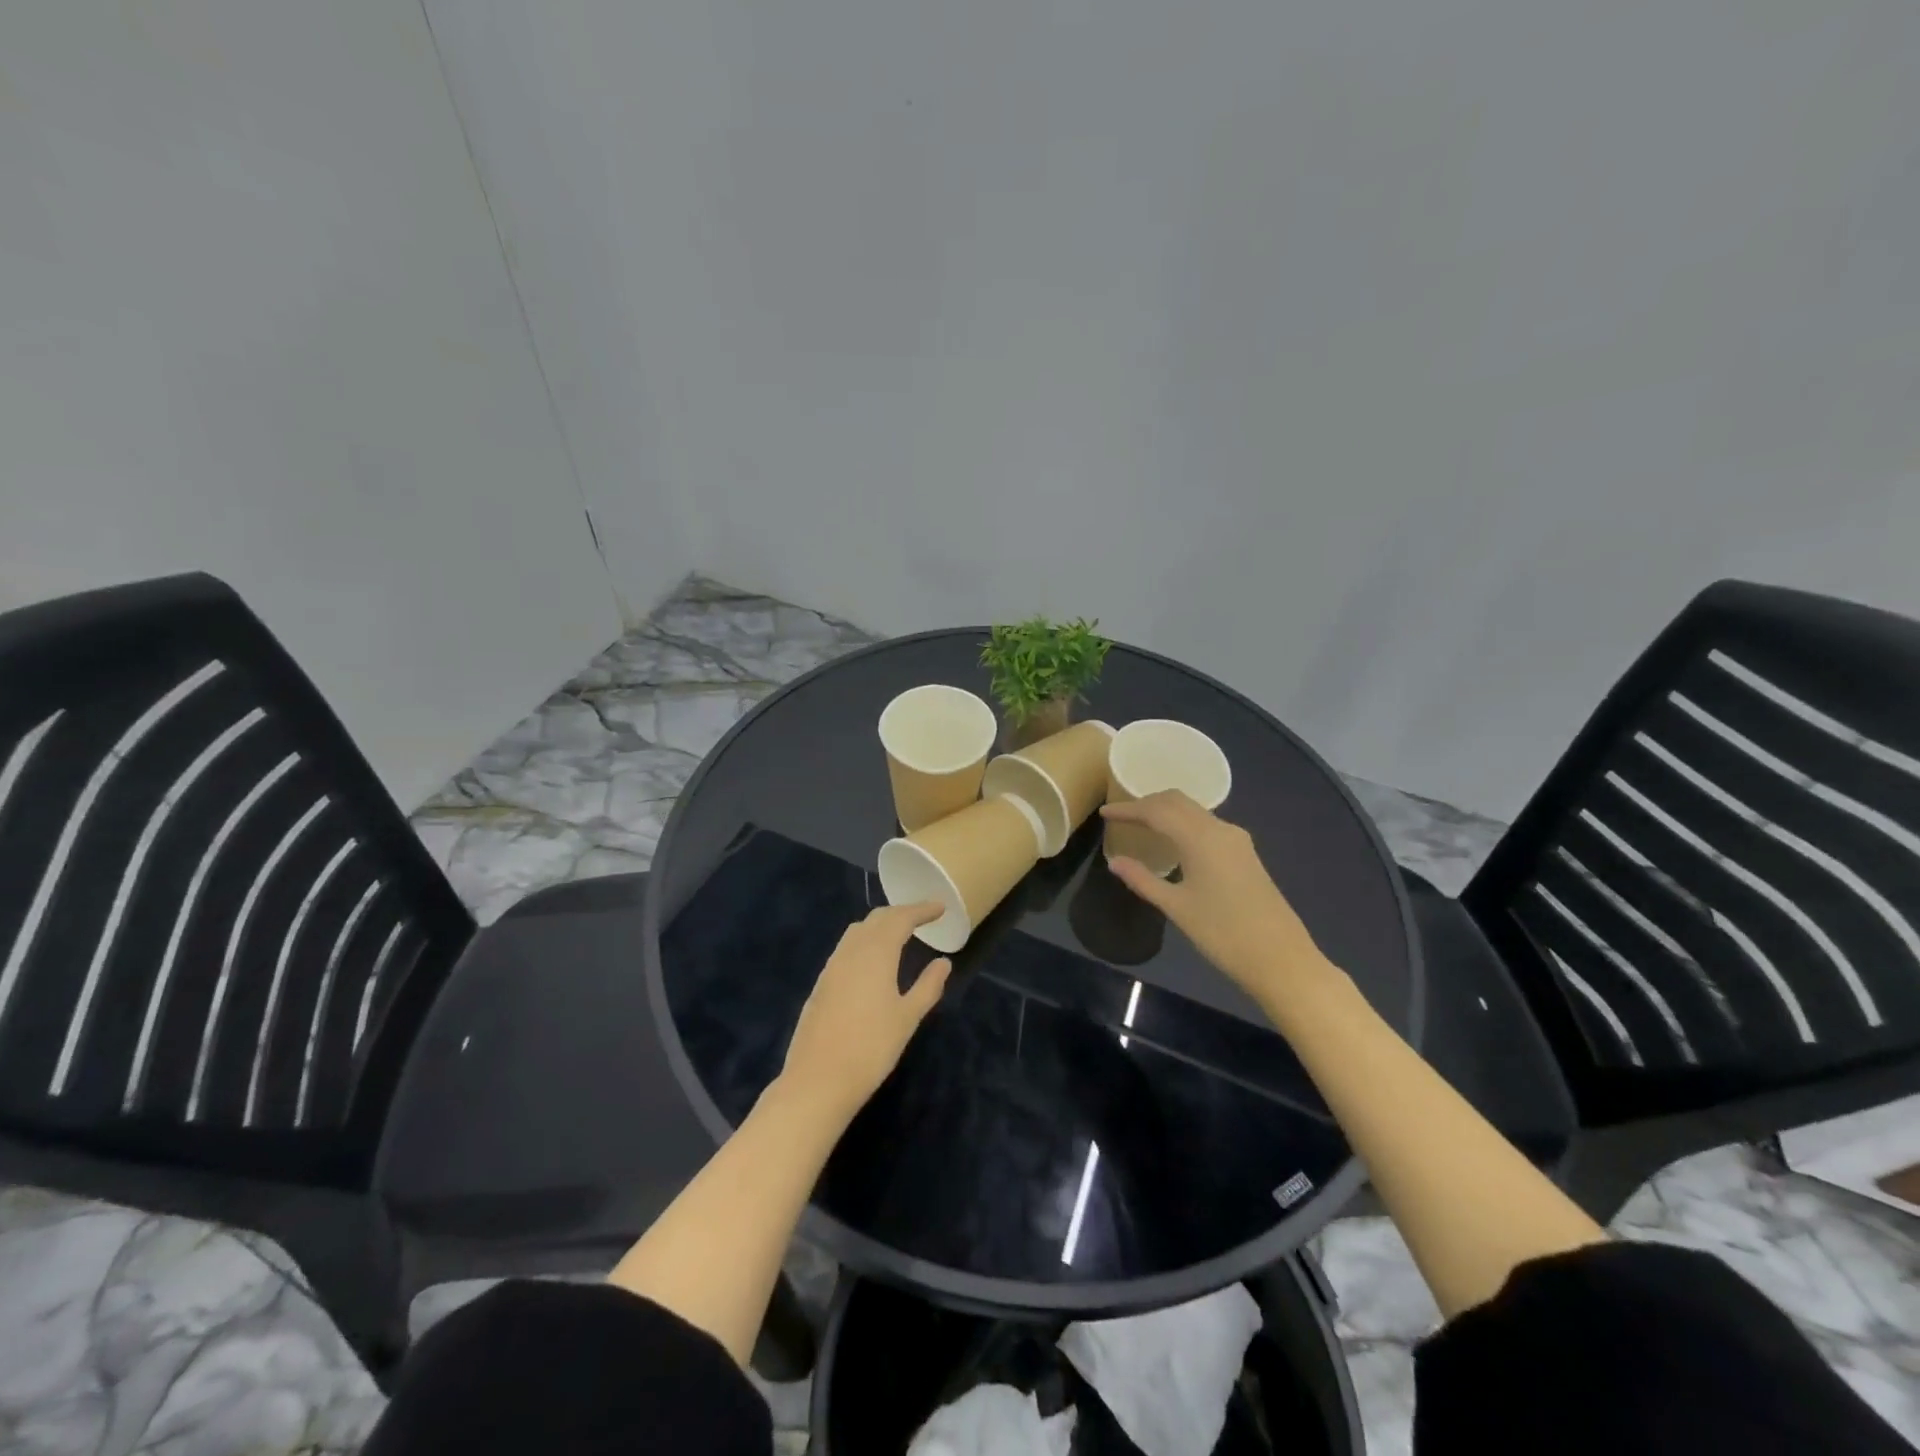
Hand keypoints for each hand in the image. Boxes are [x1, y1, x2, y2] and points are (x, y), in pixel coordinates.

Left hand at [780, 902, 951, 1122]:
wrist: (817, 1080)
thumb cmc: (871, 1048)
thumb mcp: (907, 1018)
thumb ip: (928, 986)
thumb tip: (943, 962)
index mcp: (876, 953)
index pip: (901, 919)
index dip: (921, 910)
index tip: (940, 908)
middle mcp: (851, 951)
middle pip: (877, 919)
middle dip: (901, 913)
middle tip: (922, 917)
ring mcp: (832, 966)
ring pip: (858, 931)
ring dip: (880, 925)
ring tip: (899, 934)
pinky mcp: (821, 983)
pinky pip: (846, 948)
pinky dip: (865, 941)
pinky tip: (872, 960)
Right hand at [1101, 791, 1328, 1005]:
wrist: (1282, 959)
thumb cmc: (1223, 934)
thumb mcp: (1177, 907)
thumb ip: (1143, 880)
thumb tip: (1114, 861)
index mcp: (1200, 838)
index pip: (1157, 810)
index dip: (1128, 809)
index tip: (1104, 813)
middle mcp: (1220, 829)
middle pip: (1177, 801)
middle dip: (1147, 803)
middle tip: (1121, 815)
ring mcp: (1237, 840)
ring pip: (1194, 811)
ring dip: (1167, 811)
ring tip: (1142, 825)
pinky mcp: (1245, 854)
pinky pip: (1207, 825)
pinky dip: (1184, 824)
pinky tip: (1173, 842)